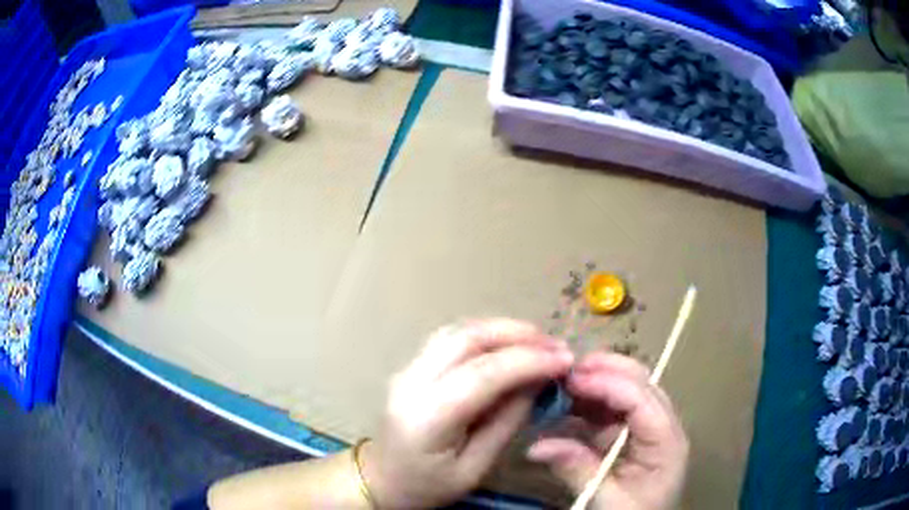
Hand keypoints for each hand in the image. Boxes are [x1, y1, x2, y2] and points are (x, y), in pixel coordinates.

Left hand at [360, 319, 574, 508]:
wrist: (380, 480)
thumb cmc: (426, 486)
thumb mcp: (474, 469)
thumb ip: (506, 423)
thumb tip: (537, 382)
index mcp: (427, 417)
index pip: (483, 374)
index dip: (529, 361)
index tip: (565, 360)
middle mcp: (412, 382)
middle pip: (467, 338)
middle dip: (517, 334)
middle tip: (555, 346)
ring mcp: (408, 369)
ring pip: (458, 331)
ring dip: (502, 329)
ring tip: (539, 342)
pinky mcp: (412, 367)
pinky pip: (451, 339)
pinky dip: (485, 335)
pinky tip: (508, 345)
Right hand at [527, 352, 688, 509]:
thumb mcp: (606, 500)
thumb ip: (577, 469)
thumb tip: (537, 446)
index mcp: (666, 442)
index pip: (641, 399)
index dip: (607, 384)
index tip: (570, 379)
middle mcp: (663, 426)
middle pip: (641, 384)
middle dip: (606, 371)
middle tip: (567, 370)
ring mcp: (650, 429)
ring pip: (628, 390)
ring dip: (597, 382)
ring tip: (563, 383)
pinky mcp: (634, 436)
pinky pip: (614, 410)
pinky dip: (592, 403)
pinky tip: (569, 404)